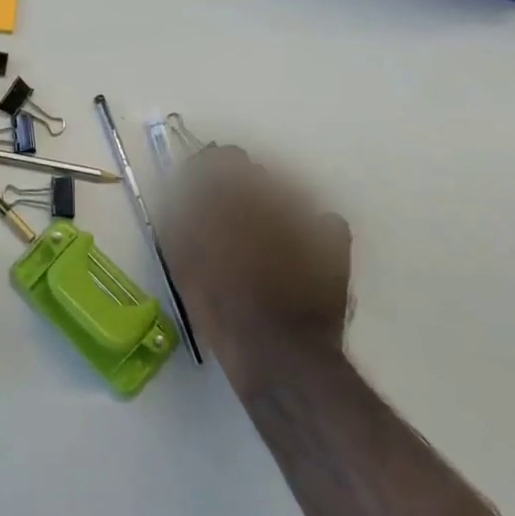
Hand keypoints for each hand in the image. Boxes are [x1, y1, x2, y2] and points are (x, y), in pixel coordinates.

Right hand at [160, 144, 351, 353]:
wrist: (277, 354)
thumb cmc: (220, 308)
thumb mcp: (183, 261)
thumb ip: (181, 219)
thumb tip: (184, 193)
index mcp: (226, 197)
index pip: (218, 161)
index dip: (210, 170)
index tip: (203, 186)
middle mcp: (266, 197)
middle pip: (253, 171)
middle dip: (242, 185)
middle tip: (232, 213)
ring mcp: (304, 219)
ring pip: (288, 190)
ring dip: (275, 202)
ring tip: (268, 232)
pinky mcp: (333, 245)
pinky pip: (326, 222)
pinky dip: (316, 229)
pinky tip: (305, 247)